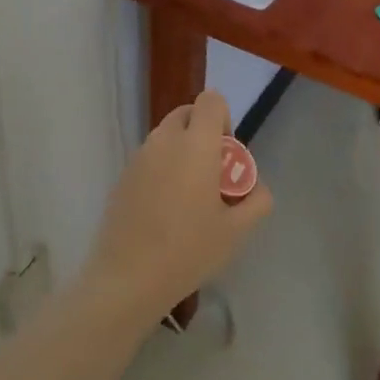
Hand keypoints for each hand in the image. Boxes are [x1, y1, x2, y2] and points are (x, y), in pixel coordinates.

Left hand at [84, 90, 272, 329]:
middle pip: (186, 114)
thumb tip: (257, 187)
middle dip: (202, 132)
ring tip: (187, 197)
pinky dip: (161, 169)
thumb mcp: (236, 231)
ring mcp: (139, 156)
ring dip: (181, 151)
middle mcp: (165, 140)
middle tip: (210, 173)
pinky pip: (149, 158)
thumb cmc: (188, 250)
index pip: (211, 100)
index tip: (226, 154)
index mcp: (196, 144)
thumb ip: (257, 201)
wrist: (128, 279)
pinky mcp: (122, 176)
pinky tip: (163, 211)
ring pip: (166, 136)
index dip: (223, 118)